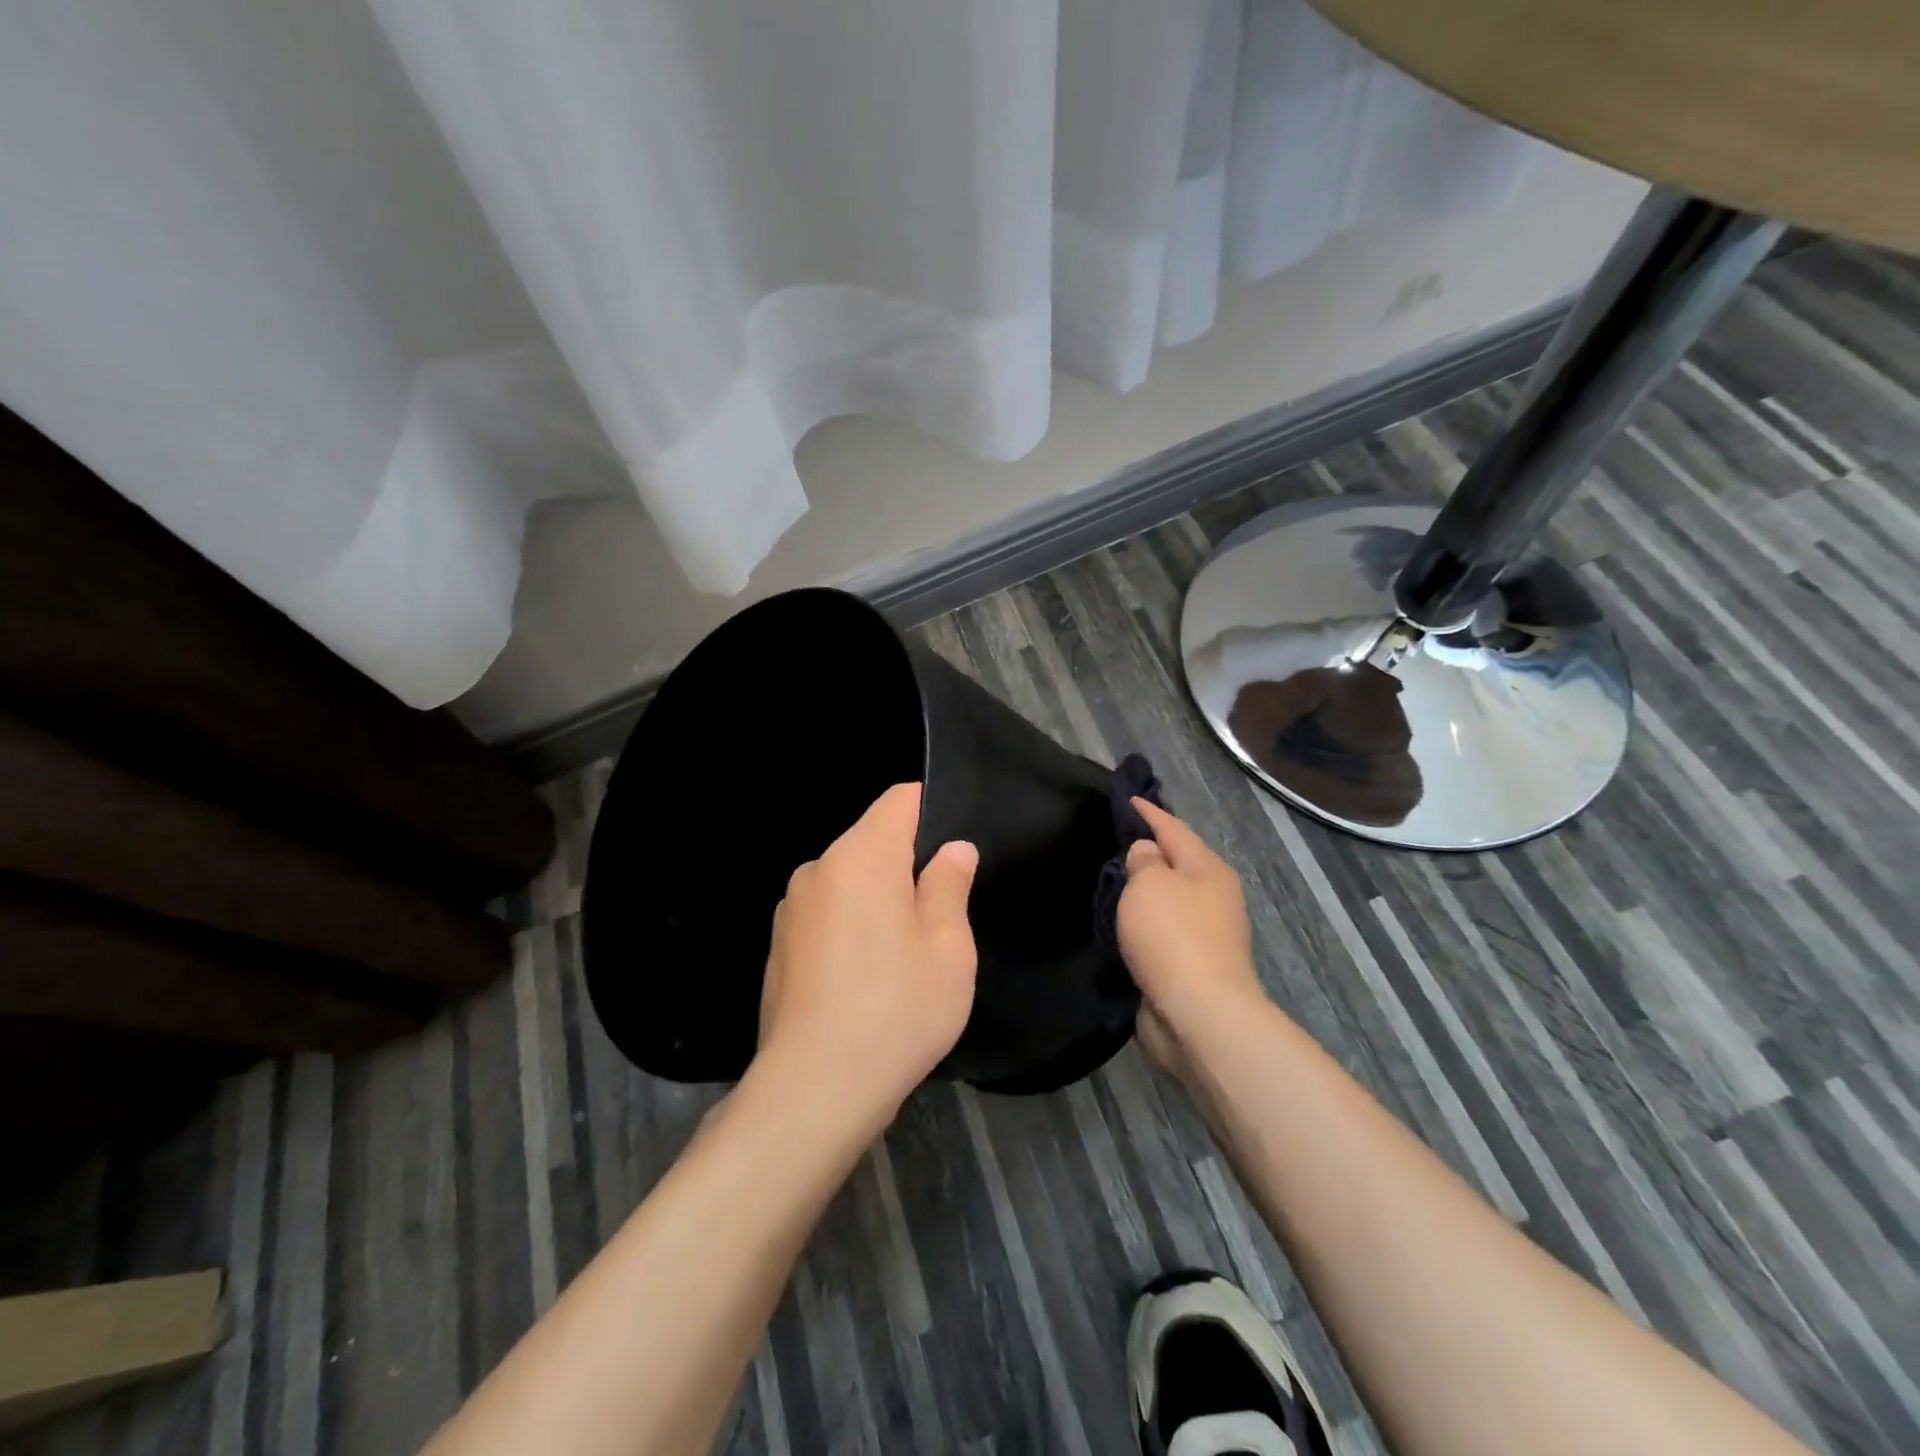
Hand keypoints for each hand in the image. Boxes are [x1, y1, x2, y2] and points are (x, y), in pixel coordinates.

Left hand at [754, 783, 978, 1136]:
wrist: (813, 1090)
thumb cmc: (896, 1010)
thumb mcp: (947, 947)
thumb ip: (950, 885)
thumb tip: (953, 849)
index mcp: (861, 856)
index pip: (899, 800)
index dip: (931, 810)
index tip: (954, 848)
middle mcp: (819, 869)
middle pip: (872, 842)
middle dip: (908, 865)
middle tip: (941, 916)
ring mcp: (791, 909)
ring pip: (849, 882)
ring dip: (878, 900)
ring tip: (904, 956)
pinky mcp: (779, 947)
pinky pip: (827, 916)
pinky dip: (851, 929)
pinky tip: (866, 980)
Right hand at [1117, 799, 1263, 1077]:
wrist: (1200, 1014)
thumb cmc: (1173, 935)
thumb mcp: (1150, 883)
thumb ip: (1143, 860)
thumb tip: (1147, 854)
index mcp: (1207, 868)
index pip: (1173, 828)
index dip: (1149, 812)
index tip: (1128, 798)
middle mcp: (1213, 896)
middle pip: (1178, 863)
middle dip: (1151, 851)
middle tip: (1117, 839)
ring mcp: (1207, 933)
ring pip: (1171, 899)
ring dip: (1147, 889)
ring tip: (1115, 880)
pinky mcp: (1193, 965)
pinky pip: (1164, 930)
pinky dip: (1145, 921)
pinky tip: (1125, 922)